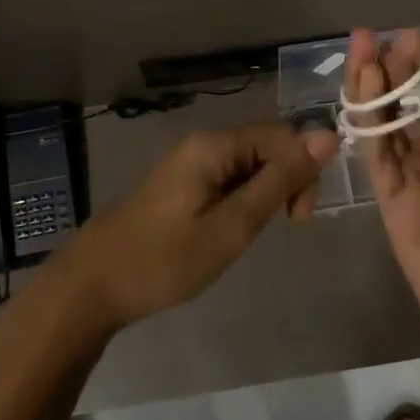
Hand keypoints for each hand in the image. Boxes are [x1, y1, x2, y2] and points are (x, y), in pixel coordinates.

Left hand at [61, 122, 338, 331]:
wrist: (93, 284)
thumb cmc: (165, 259)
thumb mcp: (232, 225)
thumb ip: (279, 181)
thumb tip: (326, 137)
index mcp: (215, 144)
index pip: (283, 135)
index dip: (303, 170)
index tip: (298, 218)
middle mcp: (203, 143)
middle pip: (267, 146)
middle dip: (286, 182)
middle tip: (283, 228)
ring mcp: (189, 162)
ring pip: (249, 165)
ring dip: (265, 195)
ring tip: (251, 235)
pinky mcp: (182, 183)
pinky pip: (228, 179)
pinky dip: (242, 201)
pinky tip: (231, 231)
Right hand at [346, 28, 419, 419]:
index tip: (417, 34)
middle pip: (413, 105)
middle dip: (397, 69)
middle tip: (380, 35)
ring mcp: (418, 186)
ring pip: (389, 127)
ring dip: (375, 89)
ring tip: (362, 50)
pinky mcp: (394, 214)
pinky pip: (377, 163)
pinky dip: (366, 128)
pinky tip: (360, 97)